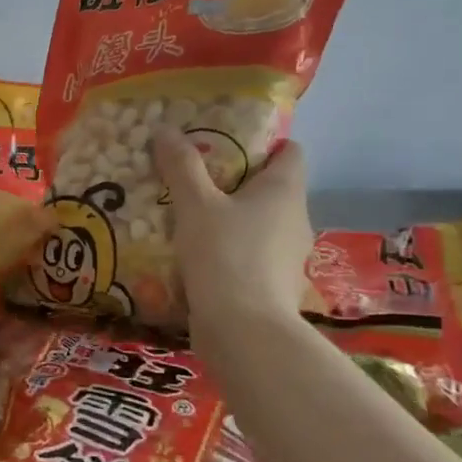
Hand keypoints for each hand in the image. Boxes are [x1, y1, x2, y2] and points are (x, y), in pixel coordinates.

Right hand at [153, 126, 315, 341]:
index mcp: (285, 191)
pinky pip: (251, 256)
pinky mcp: (273, 287)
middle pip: (270, 188)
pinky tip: (196, 257)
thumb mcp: (195, 205)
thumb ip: (182, 167)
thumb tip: (166, 129)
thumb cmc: (225, 255)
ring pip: (259, 225)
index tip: (224, 145)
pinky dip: (229, 252)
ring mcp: (288, 257)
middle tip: (195, 178)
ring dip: (230, 220)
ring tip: (189, 217)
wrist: (243, 332)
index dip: (262, 143)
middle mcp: (295, 219)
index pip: (290, 151)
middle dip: (235, 182)